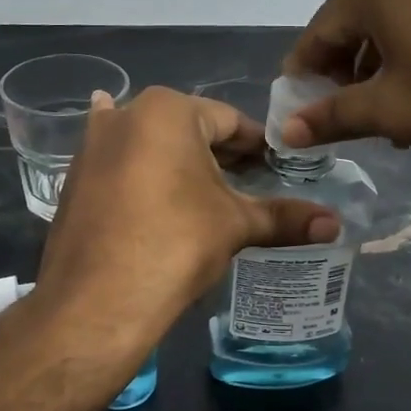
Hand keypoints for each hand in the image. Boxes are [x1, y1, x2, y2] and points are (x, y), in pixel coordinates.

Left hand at [32, 87, 339, 347]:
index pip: (230, 122)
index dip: (258, 146)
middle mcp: (125, 114)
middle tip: (249, 184)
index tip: (278, 168)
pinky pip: (119, 165)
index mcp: (168, 110)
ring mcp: (93, 145)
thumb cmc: (175, 244)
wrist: (96, 300)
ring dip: (178, 161)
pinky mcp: (75, 178)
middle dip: (219, 155)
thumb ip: (285, 218)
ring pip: (150, 145)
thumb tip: (335, 224)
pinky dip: (137, 169)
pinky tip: (139, 171)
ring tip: (204, 189)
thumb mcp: (234, 225)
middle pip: (188, 130)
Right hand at [280, 0, 410, 171]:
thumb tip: (287, 130)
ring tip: (394, 113)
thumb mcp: (393, 111)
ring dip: (384, 64)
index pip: (319, 32)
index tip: (300, 115)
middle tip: (349, 117)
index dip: (305, 77)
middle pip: (357, 21)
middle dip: (346, 71)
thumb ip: (333, 116)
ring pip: (398, 19)